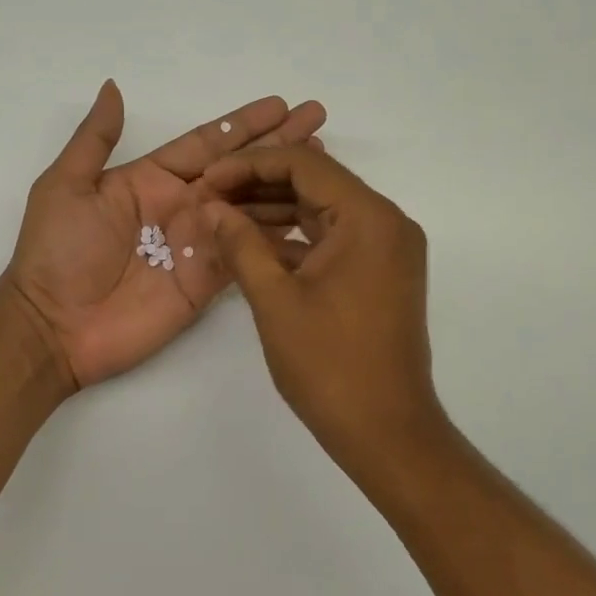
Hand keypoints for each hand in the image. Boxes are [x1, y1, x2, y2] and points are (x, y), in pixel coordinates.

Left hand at [5, 81, 326, 390]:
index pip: (207, 144)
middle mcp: (181, 207)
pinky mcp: (207, 281)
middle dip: (278, 147)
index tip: (280, 104)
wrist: (54, 327)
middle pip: (240, 170)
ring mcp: (198, 244)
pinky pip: (248, 252)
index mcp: (150, 180)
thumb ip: (95, 139)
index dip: (244, 125)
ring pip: (251, 207)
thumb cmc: (56, 253)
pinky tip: (309, 219)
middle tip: (317, 123)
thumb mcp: (65, 186)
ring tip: (323, 166)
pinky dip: (278, 236)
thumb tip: (113, 86)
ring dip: (286, 186)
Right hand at [199, 146, 444, 464]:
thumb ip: (241, 244)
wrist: (386, 431)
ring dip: (274, 211)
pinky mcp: (380, 274)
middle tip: (209, 197)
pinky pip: (333, 240)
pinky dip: (295, 240)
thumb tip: (211, 207)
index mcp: (369, 218)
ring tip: (222, 218)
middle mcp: (386, 223)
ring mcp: (387, 250)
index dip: (249, 165)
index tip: (207, 180)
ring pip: (323, 212)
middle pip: (316, 183)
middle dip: (259, 185)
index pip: (305, 164)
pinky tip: (253, 246)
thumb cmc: (330, 365)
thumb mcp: (275, 300)